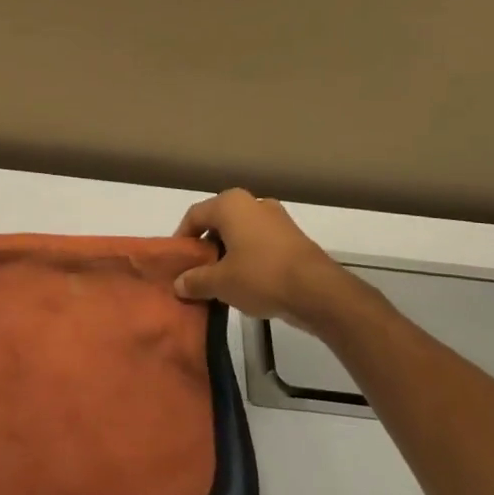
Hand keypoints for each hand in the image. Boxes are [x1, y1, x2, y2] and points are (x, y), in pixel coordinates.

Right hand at [172, 189, 354, 334]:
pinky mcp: (292, 237)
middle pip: (218, 223)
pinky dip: (247, 258)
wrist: (317, 291)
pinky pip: (259, 243)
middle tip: (195, 272)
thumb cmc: (260, 276)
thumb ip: (195, 280)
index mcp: (230, 204)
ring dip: (227, 254)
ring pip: (240, 233)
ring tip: (218, 281)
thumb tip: (179, 283)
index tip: (176, 261)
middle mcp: (253, 203)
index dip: (181, 239)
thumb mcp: (220, 282)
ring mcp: (276, 219)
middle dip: (205, 247)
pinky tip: (244, 283)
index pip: (194, 216)